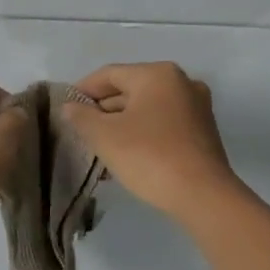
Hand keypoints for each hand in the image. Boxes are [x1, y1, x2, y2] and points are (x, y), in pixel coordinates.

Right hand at [59, 62, 241, 221]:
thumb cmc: (149, 157)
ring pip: (148, 108)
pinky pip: (164, 124)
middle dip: (103, 109)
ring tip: (99, 146)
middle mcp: (182, 82)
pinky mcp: (203, 131)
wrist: (202, 195)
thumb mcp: (105, 136)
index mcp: (158, 74)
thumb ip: (82, 117)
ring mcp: (196, 107)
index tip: (65, 108)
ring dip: (122, 124)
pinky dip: (143, 133)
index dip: (83, 90)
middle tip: (81, 130)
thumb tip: (70, 106)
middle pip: (131, 89)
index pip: (110, 74)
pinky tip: (127, 154)